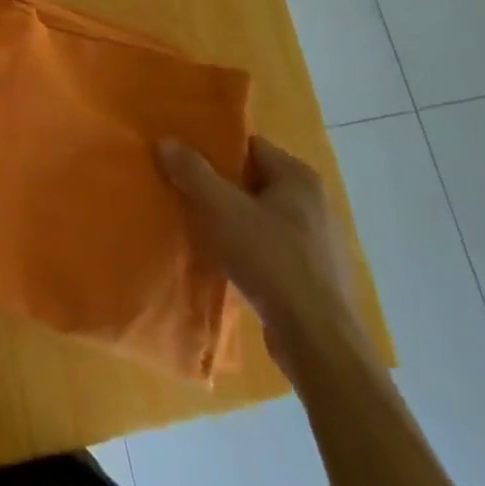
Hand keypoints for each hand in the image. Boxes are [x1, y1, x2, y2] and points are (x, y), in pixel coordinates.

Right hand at [159, 133, 367, 379]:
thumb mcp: (222, 210)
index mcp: (298, 176)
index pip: (249, 146)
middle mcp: (314, 201)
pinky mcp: (314, 275)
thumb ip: (193, 172)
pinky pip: (271, 247)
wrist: (319, 345)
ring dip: (232, 220)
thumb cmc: (272, 263)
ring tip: (198, 227)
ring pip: (261, 216)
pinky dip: (248, 249)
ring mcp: (317, 241)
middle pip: (253, 180)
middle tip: (183, 191)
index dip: (214, 150)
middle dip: (219, 187)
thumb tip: (165, 140)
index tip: (183, 160)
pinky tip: (225, 261)